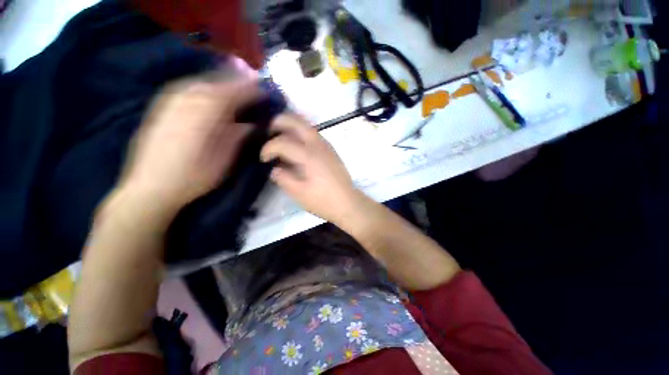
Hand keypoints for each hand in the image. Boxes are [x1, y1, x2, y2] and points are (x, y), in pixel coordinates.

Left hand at [119, 77, 259, 217]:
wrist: (149, 188)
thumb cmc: (192, 178)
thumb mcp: (222, 162)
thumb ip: (237, 139)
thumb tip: (251, 125)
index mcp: (203, 119)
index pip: (230, 95)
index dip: (248, 90)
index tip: (263, 90)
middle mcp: (184, 104)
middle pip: (214, 84)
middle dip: (235, 82)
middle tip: (252, 84)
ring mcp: (169, 104)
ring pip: (199, 84)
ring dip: (219, 82)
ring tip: (235, 86)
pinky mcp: (160, 108)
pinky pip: (185, 89)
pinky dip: (202, 86)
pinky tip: (209, 92)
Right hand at [260, 113, 361, 223]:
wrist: (348, 203)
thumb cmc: (323, 201)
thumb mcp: (299, 193)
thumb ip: (283, 178)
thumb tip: (274, 169)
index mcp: (309, 156)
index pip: (283, 142)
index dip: (268, 148)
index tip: (263, 159)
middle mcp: (318, 145)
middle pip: (297, 122)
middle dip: (279, 122)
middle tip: (268, 131)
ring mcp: (327, 146)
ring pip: (307, 125)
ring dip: (291, 124)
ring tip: (279, 133)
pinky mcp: (331, 150)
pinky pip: (314, 133)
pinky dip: (301, 132)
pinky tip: (297, 144)